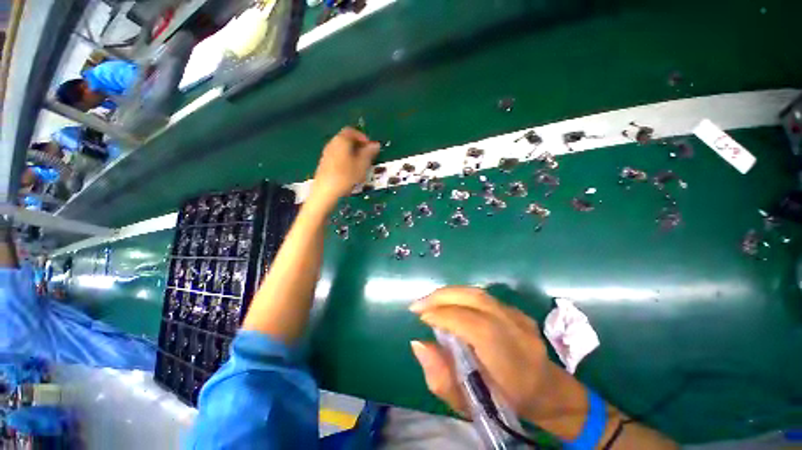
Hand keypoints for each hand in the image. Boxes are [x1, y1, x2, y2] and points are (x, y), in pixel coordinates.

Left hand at [311, 127, 379, 207]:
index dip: (363, 137)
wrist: (325, 191)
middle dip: (358, 146)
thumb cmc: (346, 176)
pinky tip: (350, 172)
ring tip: (360, 166)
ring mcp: (327, 154)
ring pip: (342, 149)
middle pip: (346, 139)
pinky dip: (346, 160)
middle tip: (367, 157)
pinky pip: (337, 157)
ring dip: (352, 154)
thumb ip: (369, 153)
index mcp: (341, 140)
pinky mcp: (324, 164)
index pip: (352, 131)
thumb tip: (376, 144)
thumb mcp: (362, 164)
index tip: (370, 147)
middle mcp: (332, 143)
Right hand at [409, 286, 576, 421]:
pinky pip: (482, 297)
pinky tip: (449, 304)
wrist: (547, 391)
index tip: (420, 317)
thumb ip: (440, 376)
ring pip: (477, 293)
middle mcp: (514, 328)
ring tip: (429, 302)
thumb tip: (418, 343)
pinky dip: (460, 296)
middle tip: (418, 305)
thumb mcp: (468, 403)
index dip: (442, 316)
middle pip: (474, 298)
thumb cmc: (504, 403)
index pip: (470, 323)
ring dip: (448, 294)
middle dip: (440, 297)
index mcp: (507, 356)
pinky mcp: (515, 309)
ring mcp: (517, 315)